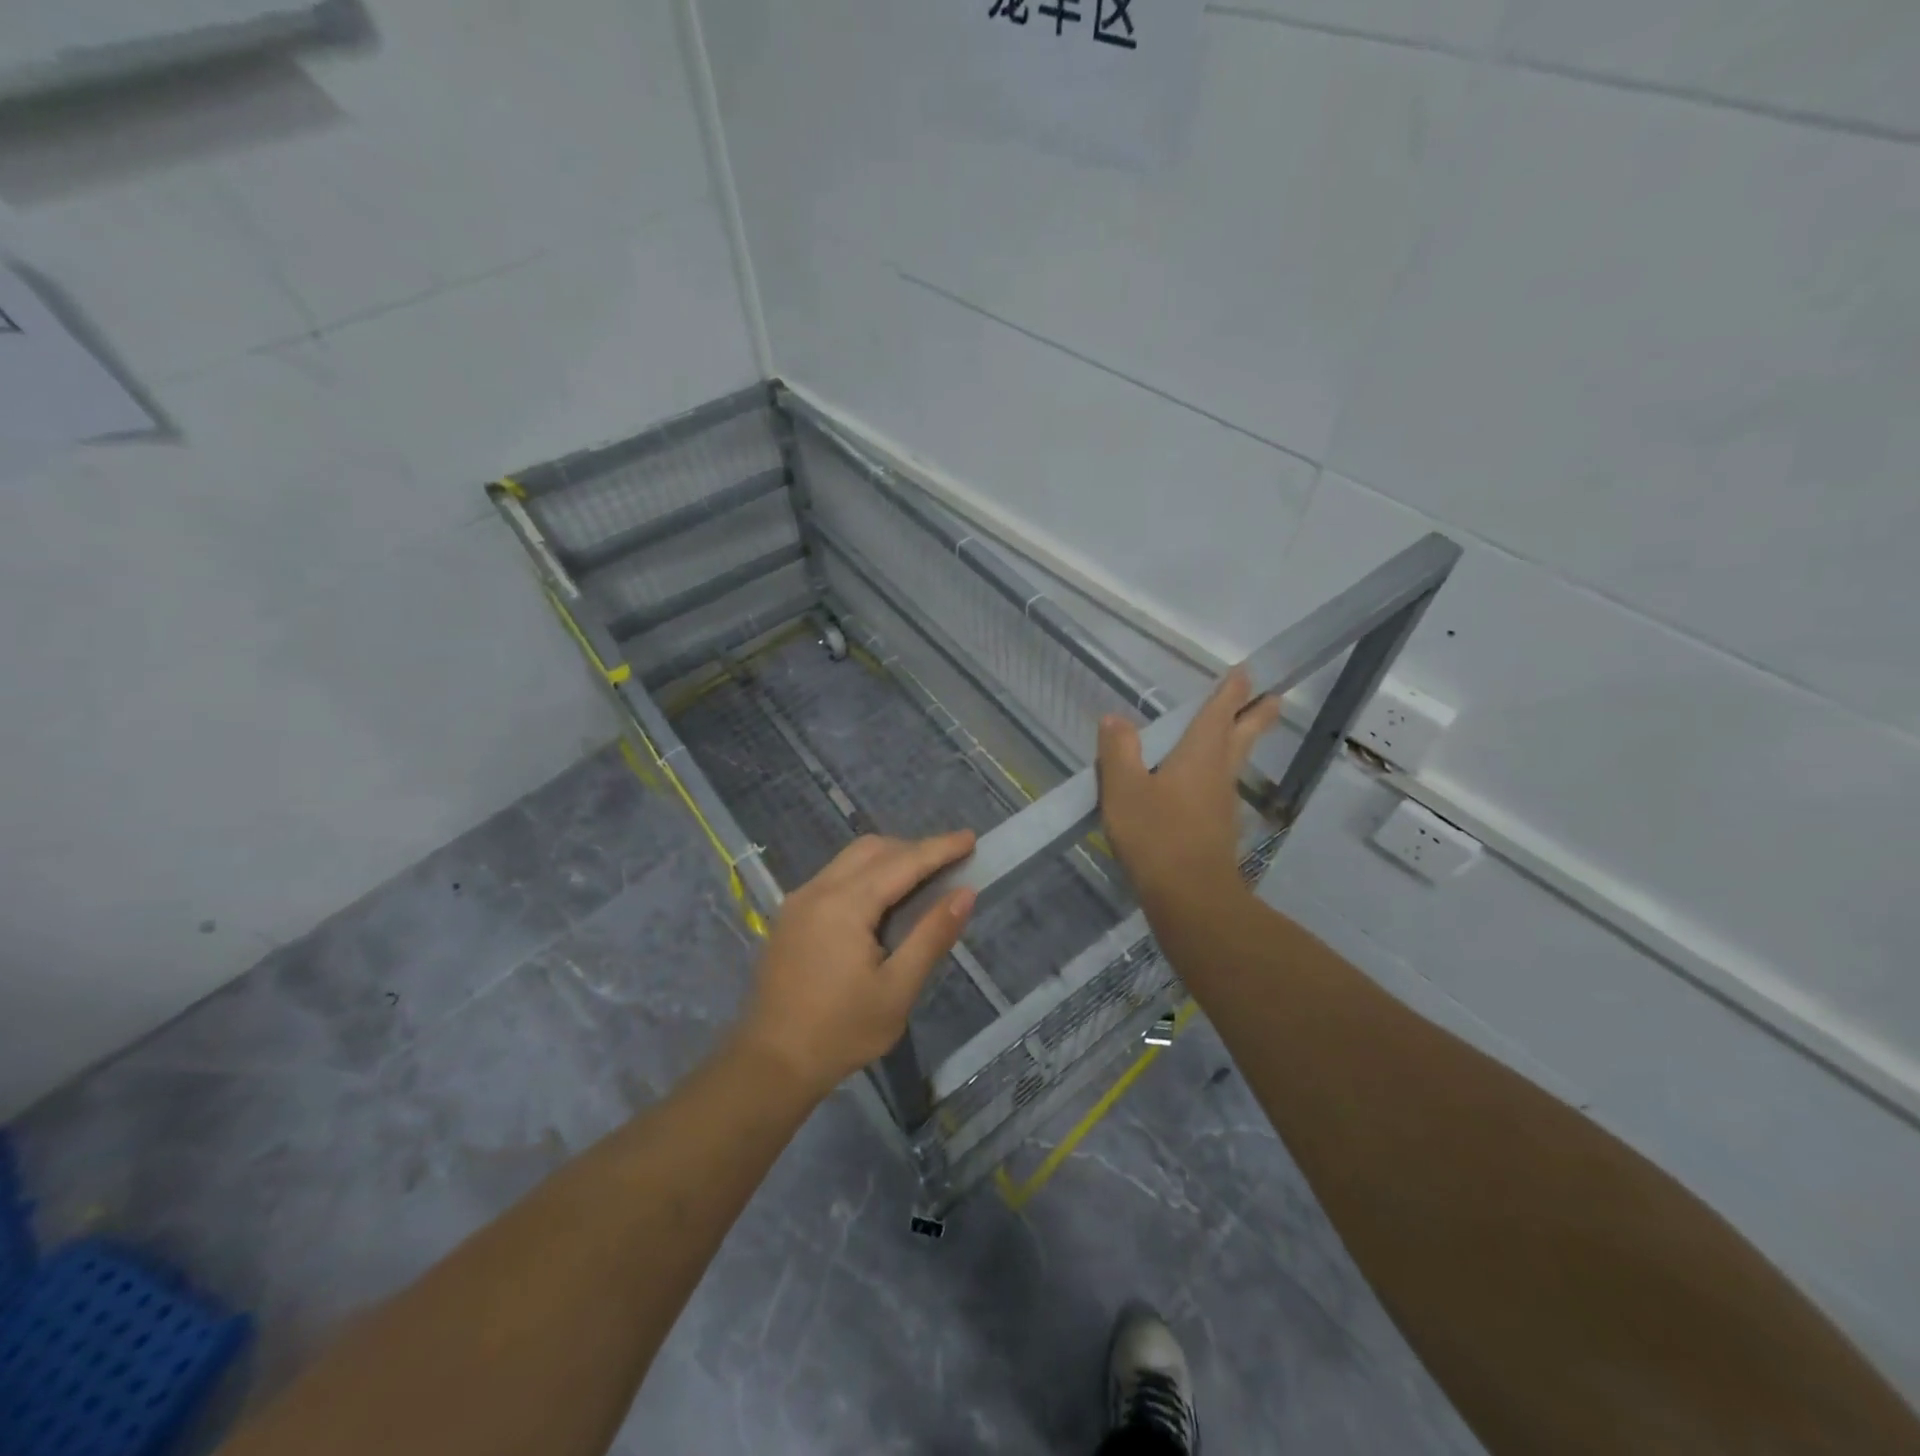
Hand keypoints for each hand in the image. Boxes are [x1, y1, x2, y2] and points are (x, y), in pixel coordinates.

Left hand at [735, 831, 977, 1100]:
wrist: (770, 1063)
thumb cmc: (841, 1031)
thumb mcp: (897, 989)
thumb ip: (931, 936)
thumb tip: (964, 893)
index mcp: (845, 905)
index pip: (902, 863)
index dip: (939, 849)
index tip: (970, 838)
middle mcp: (818, 890)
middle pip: (873, 849)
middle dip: (913, 849)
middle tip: (950, 863)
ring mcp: (798, 901)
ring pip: (850, 859)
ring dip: (888, 859)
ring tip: (922, 878)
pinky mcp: (790, 916)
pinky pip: (834, 877)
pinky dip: (865, 875)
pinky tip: (882, 901)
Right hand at [1097, 667, 1279, 909]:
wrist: (1190, 896)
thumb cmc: (1156, 835)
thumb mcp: (1123, 789)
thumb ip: (1118, 751)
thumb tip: (1115, 718)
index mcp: (1199, 754)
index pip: (1219, 713)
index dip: (1232, 691)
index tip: (1246, 672)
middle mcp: (1218, 772)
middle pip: (1242, 735)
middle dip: (1256, 714)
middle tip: (1274, 697)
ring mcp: (1222, 803)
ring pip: (1235, 762)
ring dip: (1241, 742)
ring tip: (1239, 732)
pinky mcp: (1218, 828)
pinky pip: (1220, 788)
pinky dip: (1219, 774)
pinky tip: (1205, 784)